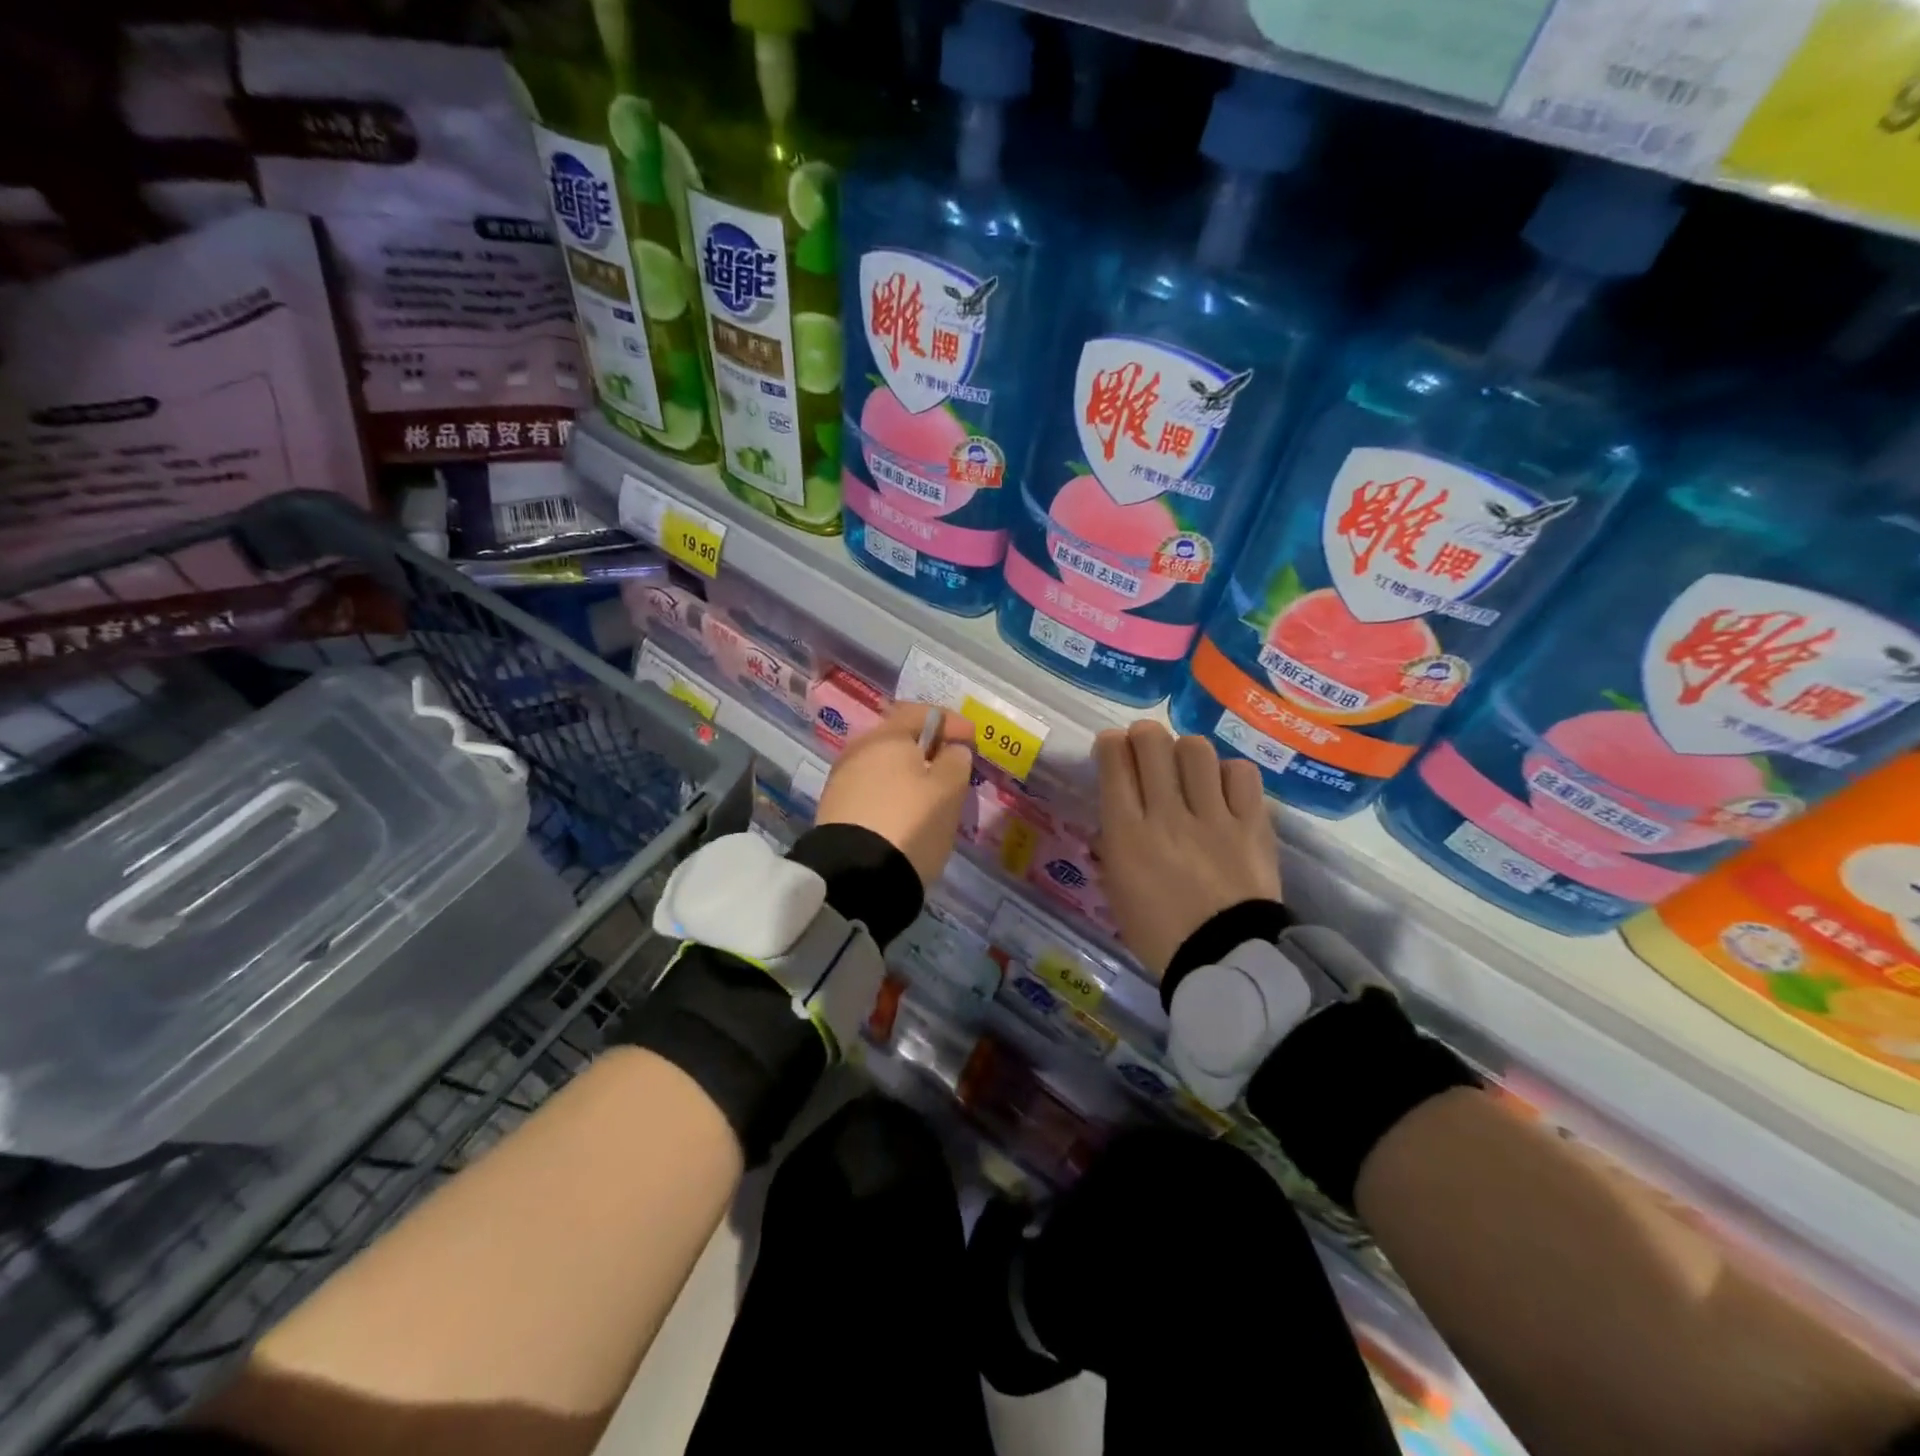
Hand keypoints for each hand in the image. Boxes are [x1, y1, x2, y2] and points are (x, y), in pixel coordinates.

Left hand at [815, 702, 974, 887]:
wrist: (857, 876)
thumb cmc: (911, 823)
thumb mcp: (948, 791)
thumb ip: (955, 761)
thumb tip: (951, 750)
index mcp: (885, 737)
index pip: (920, 712)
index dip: (950, 722)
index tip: (972, 738)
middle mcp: (858, 750)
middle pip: (898, 740)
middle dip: (927, 748)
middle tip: (952, 765)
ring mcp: (842, 781)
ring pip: (883, 766)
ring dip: (908, 773)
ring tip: (931, 794)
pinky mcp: (835, 810)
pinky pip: (872, 790)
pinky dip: (892, 793)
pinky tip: (905, 812)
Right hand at [1093, 721, 1280, 977]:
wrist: (1226, 960)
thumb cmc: (1160, 934)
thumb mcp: (1118, 893)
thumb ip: (1114, 849)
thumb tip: (1116, 822)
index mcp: (1127, 835)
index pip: (1113, 765)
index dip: (1109, 744)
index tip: (1111, 745)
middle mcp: (1167, 815)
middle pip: (1152, 744)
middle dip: (1143, 735)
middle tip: (1145, 746)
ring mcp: (1213, 817)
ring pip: (1196, 750)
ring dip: (1185, 751)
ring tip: (1187, 767)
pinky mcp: (1252, 824)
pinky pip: (1241, 774)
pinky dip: (1228, 773)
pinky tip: (1223, 788)